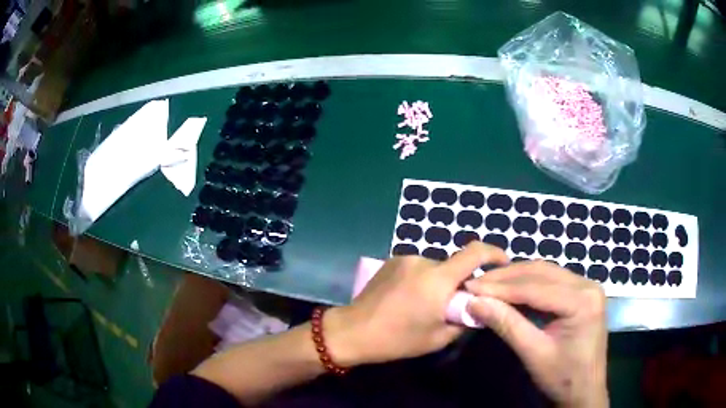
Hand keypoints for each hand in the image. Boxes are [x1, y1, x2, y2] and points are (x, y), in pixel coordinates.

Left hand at [325, 242, 506, 366]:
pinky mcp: (391, 261)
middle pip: (454, 265)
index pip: (475, 252)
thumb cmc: (397, 339)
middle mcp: (423, 261)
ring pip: (435, 268)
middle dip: (460, 282)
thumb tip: (478, 306)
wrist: (353, 331)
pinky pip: (418, 268)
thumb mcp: (438, 337)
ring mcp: (404, 259)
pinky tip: (409, 299)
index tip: (503, 263)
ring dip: (439, 282)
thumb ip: (465, 319)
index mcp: (438, 279)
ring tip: (425, 306)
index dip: (494, 253)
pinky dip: (423, 280)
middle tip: (453, 305)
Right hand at [465, 261, 607, 407]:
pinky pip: (551, 282)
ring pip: (545, 273)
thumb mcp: (533, 353)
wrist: (584, 391)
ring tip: (488, 284)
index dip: (500, 286)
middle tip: (476, 282)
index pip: (536, 287)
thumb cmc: (562, 378)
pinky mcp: (581, 294)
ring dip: (515, 278)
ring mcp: (586, 287)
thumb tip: (474, 302)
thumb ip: (507, 324)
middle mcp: (587, 285)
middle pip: (541, 272)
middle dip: (506, 277)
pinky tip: (509, 290)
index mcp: (583, 300)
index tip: (470, 286)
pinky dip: (527, 285)